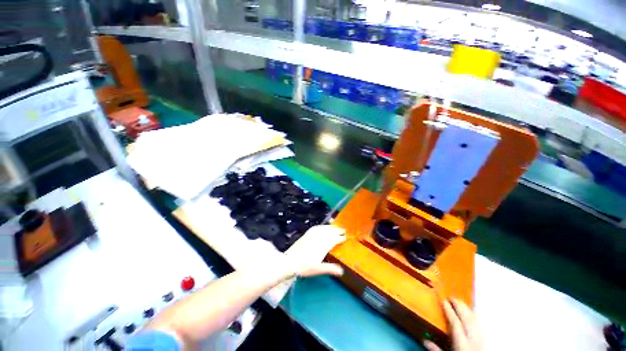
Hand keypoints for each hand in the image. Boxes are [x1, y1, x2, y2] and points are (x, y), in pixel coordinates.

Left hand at [282, 225, 345, 277]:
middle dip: (338, 230)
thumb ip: (330, 268)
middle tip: (344, 230)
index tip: (346, 237)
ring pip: (324, 228)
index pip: (335, 239)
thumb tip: (342, 271)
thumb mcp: (318, 269)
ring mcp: (313, 234)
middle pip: (331, 232)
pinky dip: (322, 226)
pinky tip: (323, 227)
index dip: (341, 238)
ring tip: (336, 227)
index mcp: (323, 245)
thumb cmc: (304, 266)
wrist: (290, 261)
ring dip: (331, 227)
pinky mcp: (307, 233)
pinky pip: (317, 227)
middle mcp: (319, 238)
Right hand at [424, 298, 483, 350]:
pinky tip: (470, 313)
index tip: (443, 300)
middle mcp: (473, 339)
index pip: (455, 323)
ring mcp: (481, 338)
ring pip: (475, 319)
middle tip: (451, 297)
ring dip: (467, 309)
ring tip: (459, 302)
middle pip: (467, 318)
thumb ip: (437, 350)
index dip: (449, 310)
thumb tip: (424, 340)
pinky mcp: (486, 340)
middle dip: (459, 306)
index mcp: (462, 343)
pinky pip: (480, 324)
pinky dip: (474, 316)